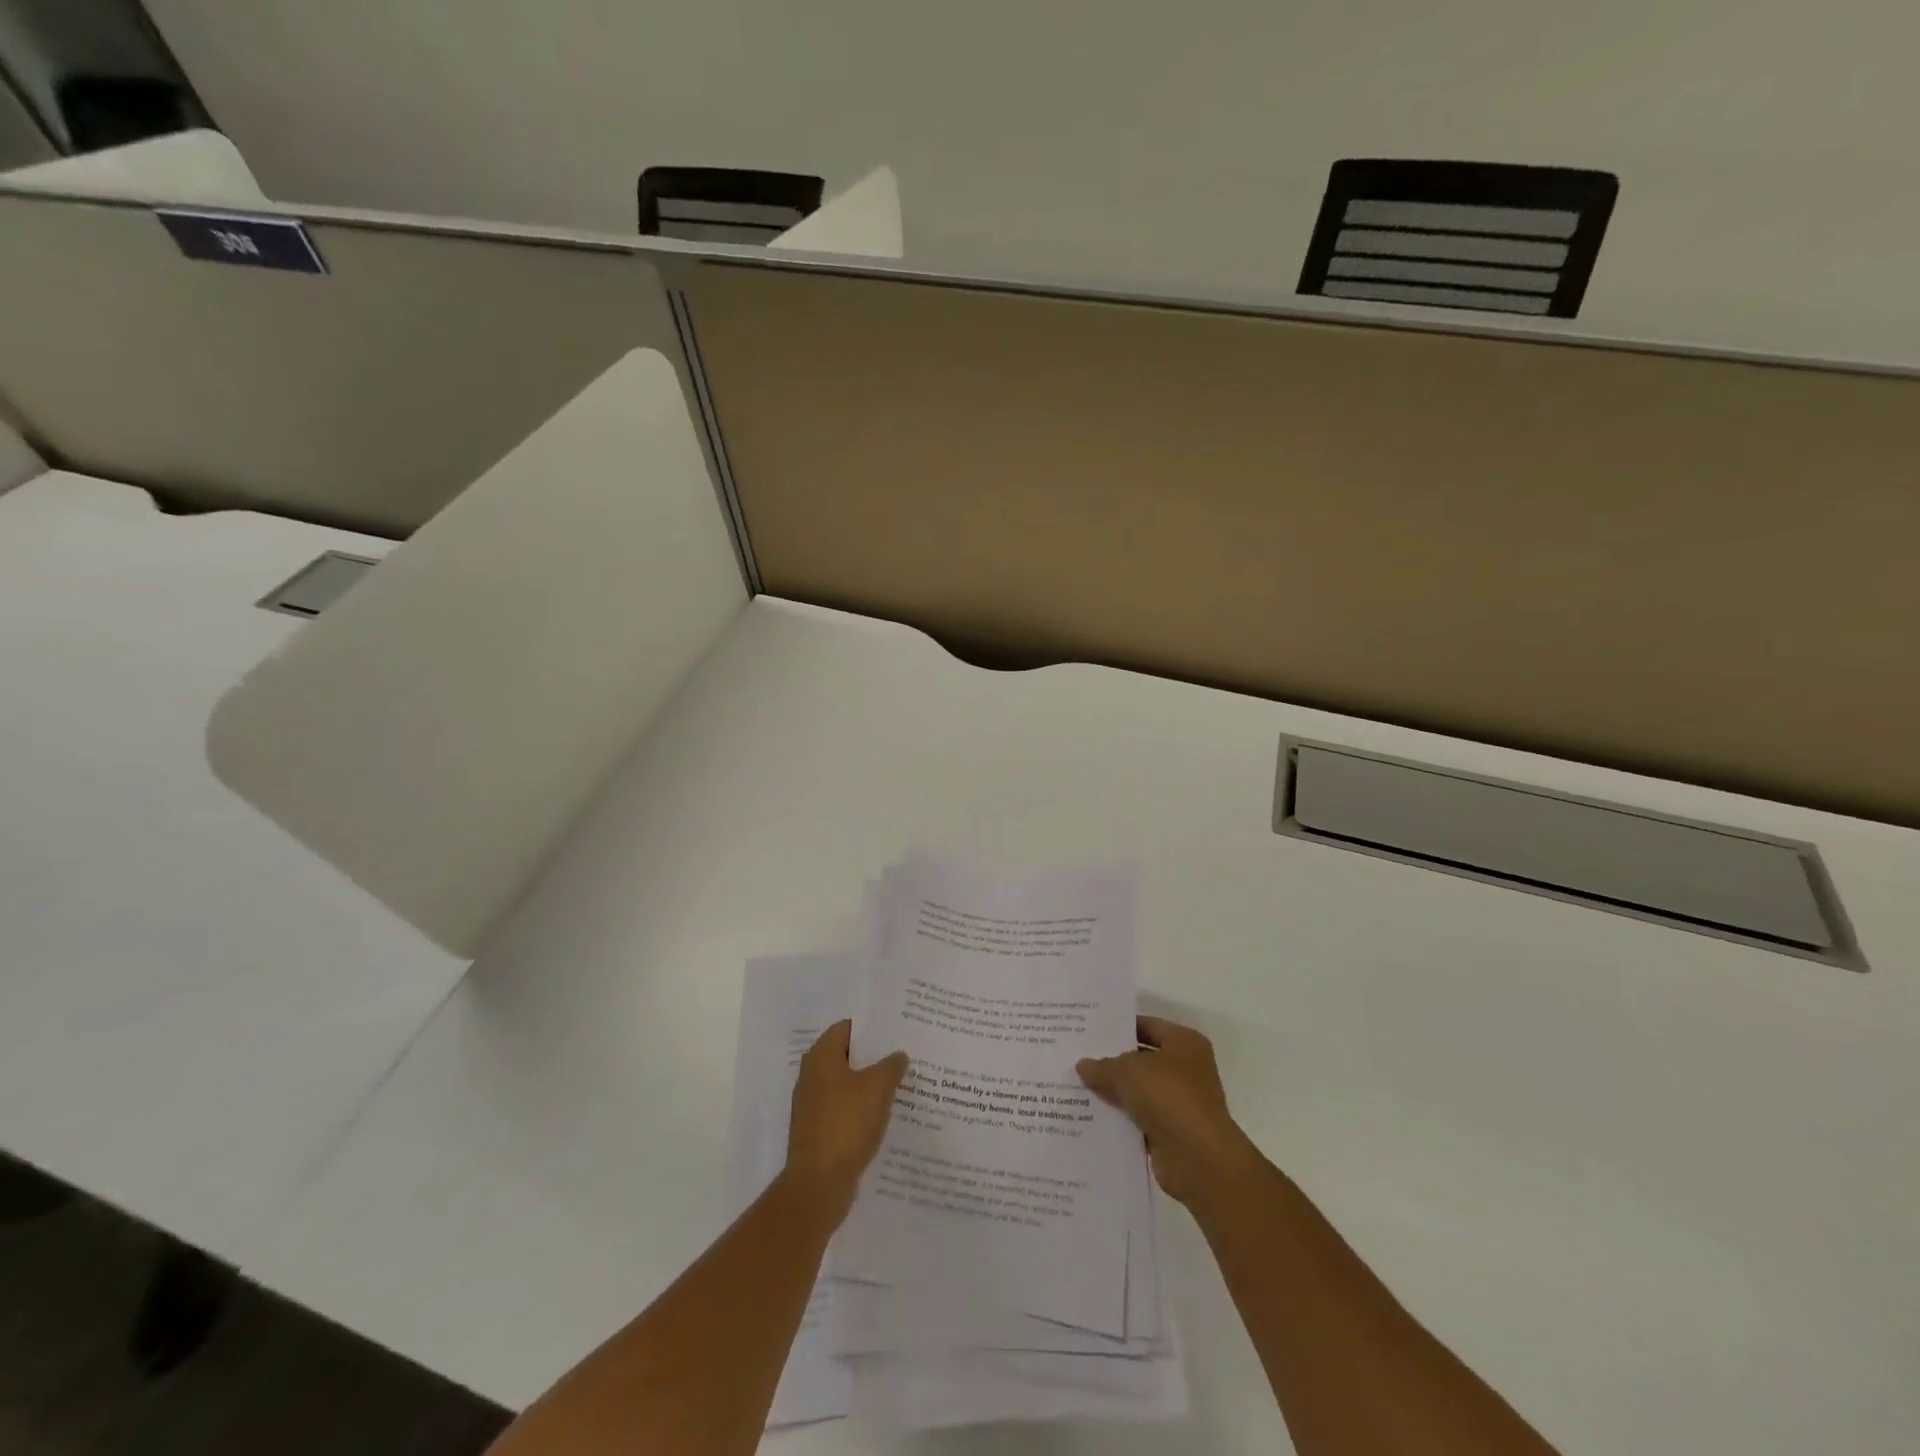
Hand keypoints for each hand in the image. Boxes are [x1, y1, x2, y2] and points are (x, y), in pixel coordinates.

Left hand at [784, 1021, 907, 1220]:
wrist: (818, 1184)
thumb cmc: (847, 1123)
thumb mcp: (878, 1087)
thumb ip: (891, 1065)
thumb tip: (898, 1055)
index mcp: (821, 1057)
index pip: (846, 1028)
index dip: (871, 1028)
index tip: (895, 1030)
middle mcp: (812, 1076)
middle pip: (846, 1056)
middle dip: (873, 1057)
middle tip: (903, 1055)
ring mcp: (812, 1106)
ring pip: (846, 1085)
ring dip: (869, 1085)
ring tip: (900, 1084)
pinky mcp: (818, 1132)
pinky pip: (844, 1110)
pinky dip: (862, 1110)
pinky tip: (884, 1116)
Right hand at [1078, 1016, 1262, 1208]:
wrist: (1198, 1159)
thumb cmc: (1169, 1097)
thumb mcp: (1128, 1071)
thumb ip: (1103, 1066)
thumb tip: (1083, 1065)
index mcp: (1184, 1043)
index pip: (1147, 1026)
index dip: (1119, 1027)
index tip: (1089, 1029)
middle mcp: (1186, 1069)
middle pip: (1142, 1059)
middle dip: (1112, 1060)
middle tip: (1077, 1055)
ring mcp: (1179, 1103)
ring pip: (1138, 1091)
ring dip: (1113, 1091)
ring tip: (1076, 1084)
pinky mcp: (1170, 1132)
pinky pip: (1138, 1118)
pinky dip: (1119, 1118)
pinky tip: (1090, 1115)